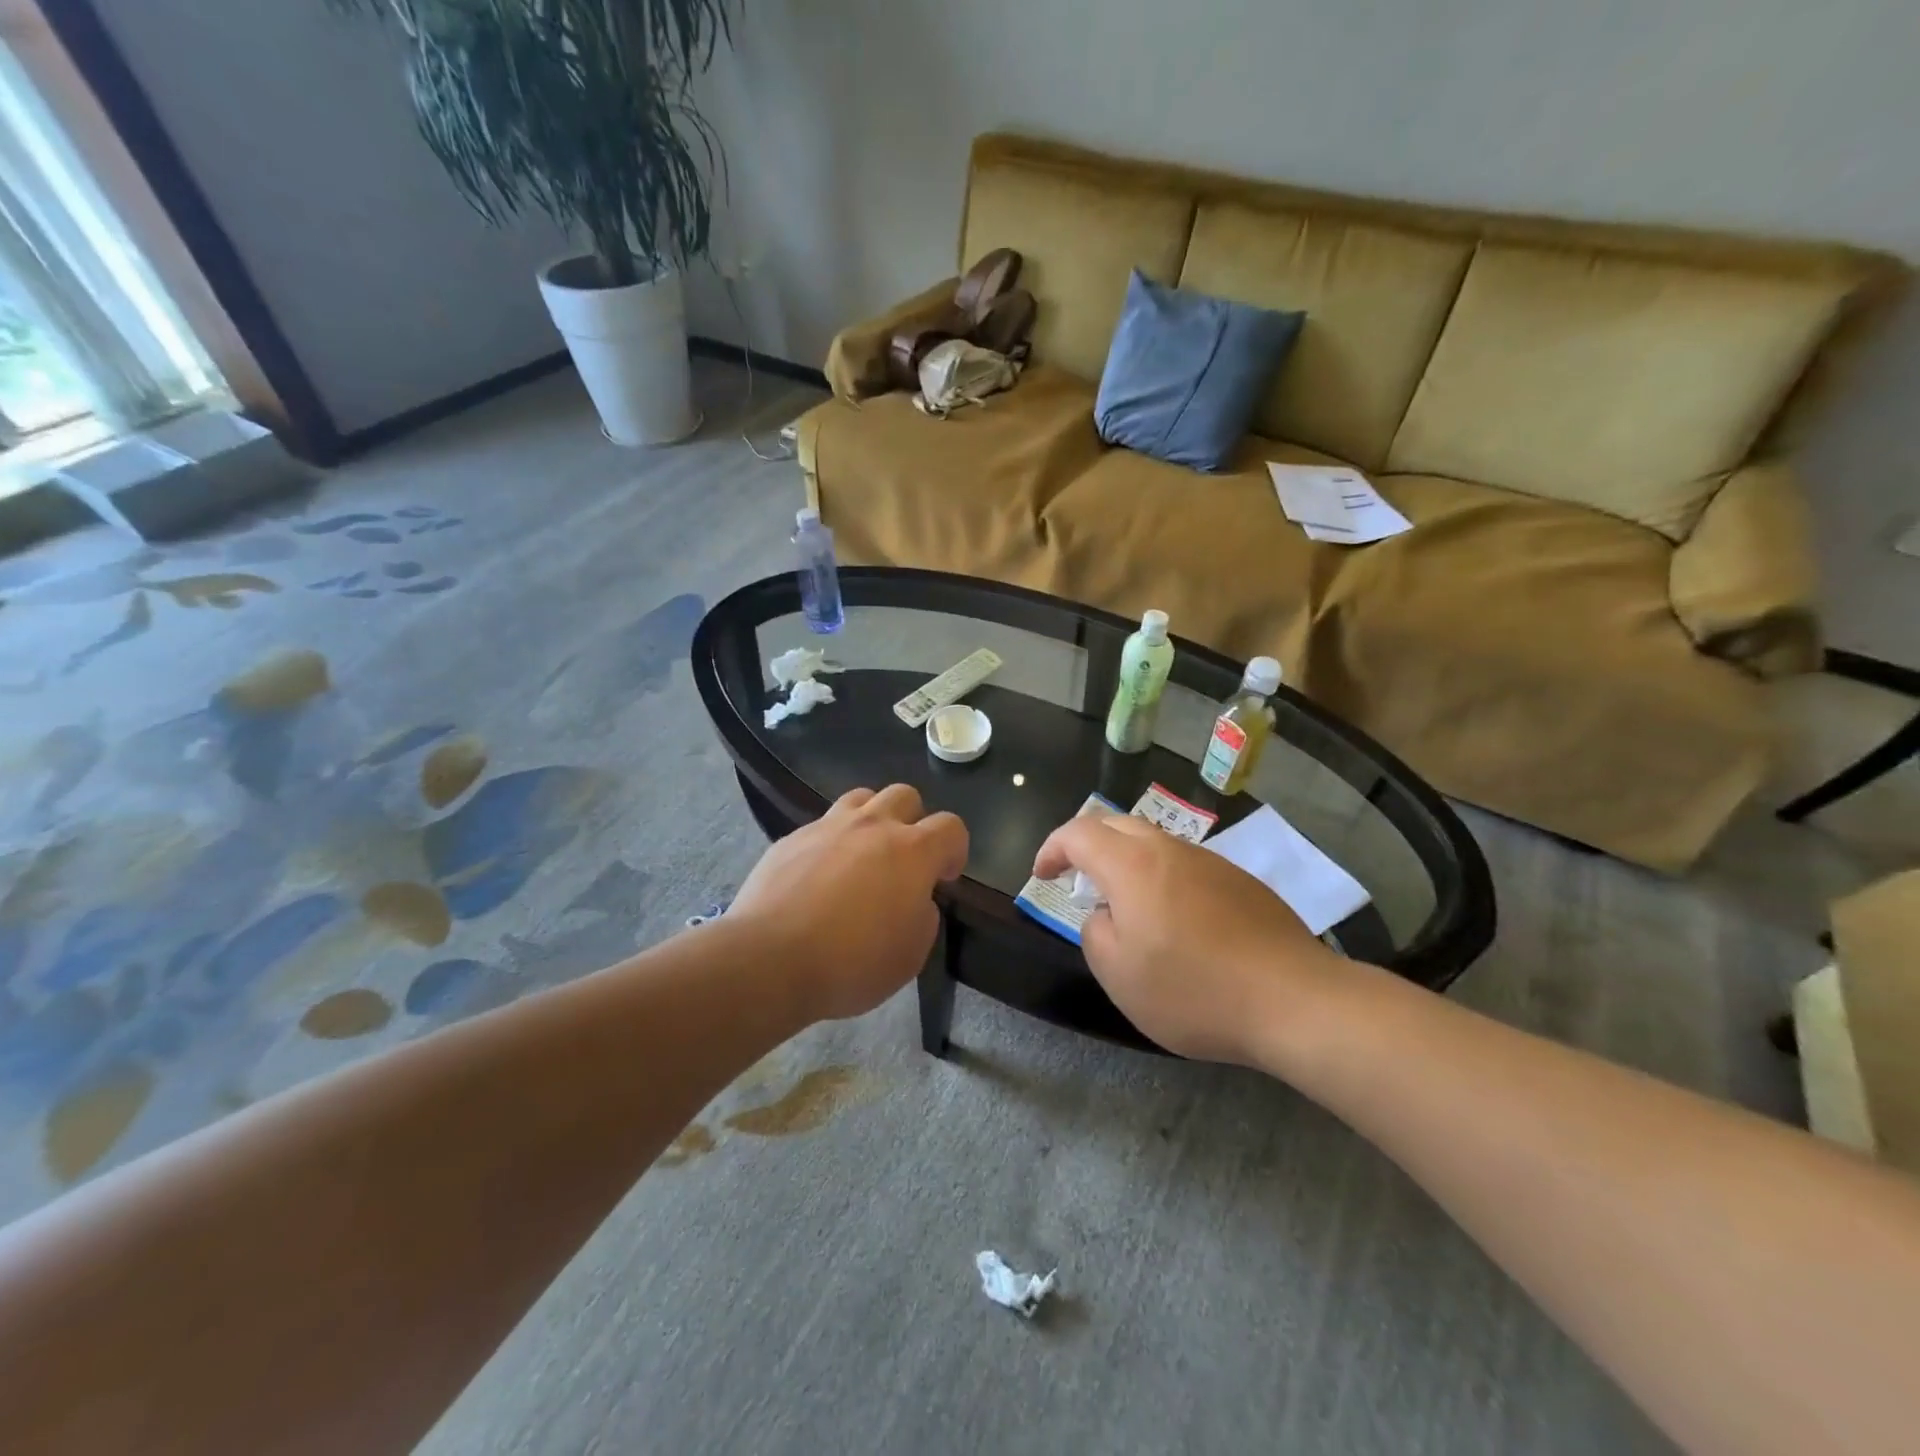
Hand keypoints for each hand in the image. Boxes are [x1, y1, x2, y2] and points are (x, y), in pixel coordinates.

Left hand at [729, 785, 968, 1022]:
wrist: (769, 959)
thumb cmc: (852, 962)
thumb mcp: (910, 955)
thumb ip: (923, 917)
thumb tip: (915, 901)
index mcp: (911, 851)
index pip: (951, 827)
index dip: (955, 849)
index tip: (944, 877)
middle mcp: (872, 826)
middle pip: (905, 795)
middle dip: (913, 821)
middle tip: (904, 859)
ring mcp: (827, 827)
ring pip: (861, 798)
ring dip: (871, 819)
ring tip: (862, 855)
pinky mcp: (790, 838)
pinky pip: (821, 826)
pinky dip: (830, 843)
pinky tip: (818, 876)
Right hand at [1032, 815, 1344, 1065]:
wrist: (1294, 1000)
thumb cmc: (1194, 990)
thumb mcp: (1120, 975)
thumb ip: (1096, 934)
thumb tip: (1107, 915)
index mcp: (1132, 866)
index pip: (1079, 833)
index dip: (1052, 848)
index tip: (1042, 875)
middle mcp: (1170, 850)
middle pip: (1118, 825)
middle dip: (1088, 845)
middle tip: (1078, 881)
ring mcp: (1211, 862)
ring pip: (1155, 843)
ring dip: (1128, 862)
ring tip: (1127, 906)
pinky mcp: (1241, 882)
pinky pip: (1187, 866)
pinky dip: (1163, 879)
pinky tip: (1177, 923)